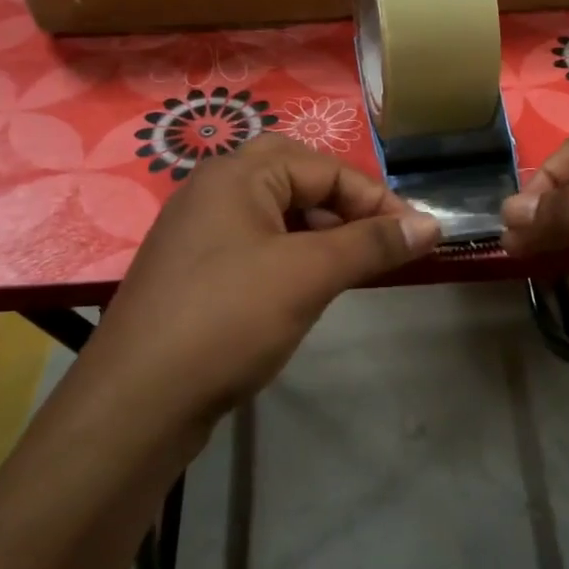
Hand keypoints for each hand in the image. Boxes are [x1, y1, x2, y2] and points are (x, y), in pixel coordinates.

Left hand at [81, 135, 439, 425]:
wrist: (137, 401)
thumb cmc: (228, 320)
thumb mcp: (309, 275)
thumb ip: (371, 243)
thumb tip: (431, 224)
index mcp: (236, 174)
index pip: (325, 167)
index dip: (377, 199)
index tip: (418, 235)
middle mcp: (212, 190)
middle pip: (295, 177)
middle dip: (343, 204)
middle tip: (377, 237)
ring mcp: (198, 231)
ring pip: (275, 212)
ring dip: (319, 230)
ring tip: (350, 265)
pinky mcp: (193, 270)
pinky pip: (254, 243)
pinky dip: (290, 254)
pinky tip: (305, 287)